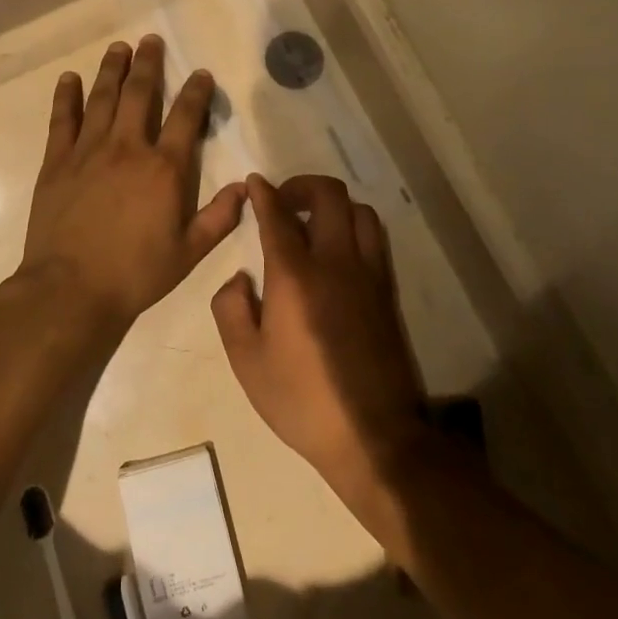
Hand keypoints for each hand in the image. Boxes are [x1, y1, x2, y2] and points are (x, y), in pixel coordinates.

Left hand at [17, 37, 245, 335]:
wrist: (71, 288)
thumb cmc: (136, 273)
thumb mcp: (188, 253)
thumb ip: (219, 217)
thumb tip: (245, 187)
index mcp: (164, 168)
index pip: (186, 118)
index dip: (196, 92)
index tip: (200, 73)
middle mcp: (128, 148)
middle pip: (141, 94)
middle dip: (148, 64)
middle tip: (150, 40)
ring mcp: (88, 151)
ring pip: (102, 98)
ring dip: (111, 70)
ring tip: (118, 48)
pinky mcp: (57, 162)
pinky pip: (62, 120)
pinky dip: (66, 97)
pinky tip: (69, 78)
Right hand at [212, 175, 430, 501]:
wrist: (372, 436)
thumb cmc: (300, 399)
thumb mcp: (246, 360)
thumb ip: (230, 308)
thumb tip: (240, 277)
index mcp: (296, 275)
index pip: (278, 215)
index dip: (264, 193)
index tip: (255, 182)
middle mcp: (336, 262)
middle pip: (329, 196)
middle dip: (303, 186)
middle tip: (283, 201)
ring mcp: (368, 275)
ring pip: (360, 211)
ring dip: (334, 206)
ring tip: (313, 223)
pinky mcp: (387, 292)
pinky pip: (375, 239)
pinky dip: (355, 227)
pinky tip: (338, 252)